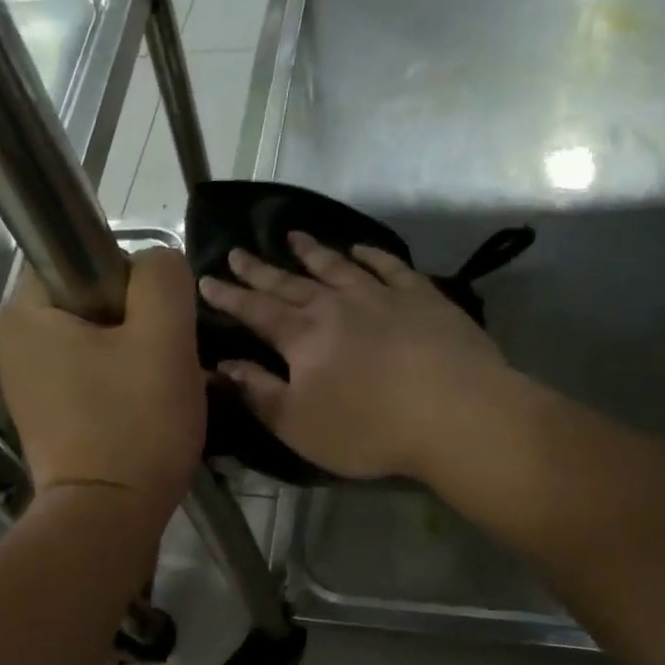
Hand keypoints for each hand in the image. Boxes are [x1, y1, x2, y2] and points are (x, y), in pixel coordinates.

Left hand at [0, 249, 204, 520]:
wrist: (109, 519)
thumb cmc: (134, 424)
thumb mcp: (164, 337)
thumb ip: (163, 277)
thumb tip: (155, 265)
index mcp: (25, 312)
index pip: (82, 256)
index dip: (130, 279)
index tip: (155, 321)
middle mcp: (15, 342)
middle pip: (93, 301)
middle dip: (138, 322)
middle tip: (164, 359)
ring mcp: (29, 383)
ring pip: (98, 340)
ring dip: (135, 355)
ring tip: (158, 389)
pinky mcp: (48, 415)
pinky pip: (93, 376)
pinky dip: (121, 384)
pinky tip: (142, 411)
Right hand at [197, 231, 511, 481]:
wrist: (456, 414)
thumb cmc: (369, 428)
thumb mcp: (298, 424)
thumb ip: (258, 392)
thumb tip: (222, 366)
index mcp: (302, 336)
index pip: (256, 310)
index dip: (229, 296)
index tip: (207, 280)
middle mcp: (336, 305)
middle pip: (290, 283)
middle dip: (260, 269)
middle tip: (238, 252)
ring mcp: (382, 296)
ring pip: (337, 266)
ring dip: (312, 252)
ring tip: (293, 236)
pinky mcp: (423, 298)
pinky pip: (389, 267)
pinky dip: (371, 255)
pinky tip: (360, 249)